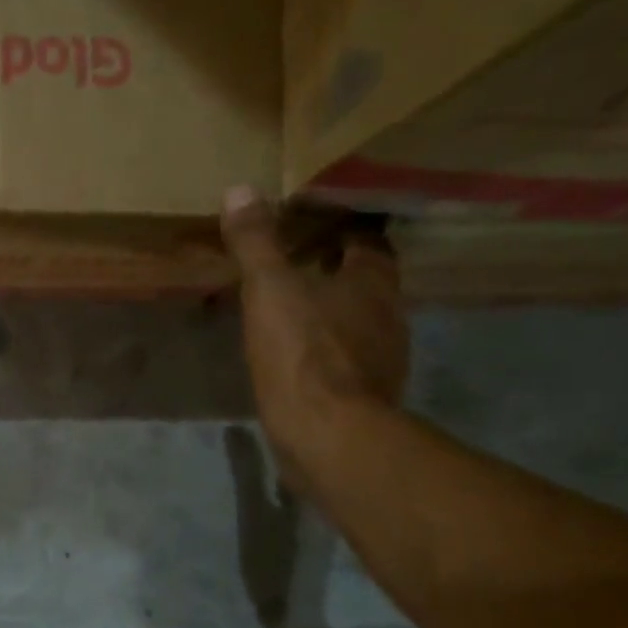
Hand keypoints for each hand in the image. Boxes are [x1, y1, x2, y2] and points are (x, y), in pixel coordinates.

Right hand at [221, 188, 407, 473]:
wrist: (329, 437)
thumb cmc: (303, 354)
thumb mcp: (270, 290)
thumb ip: (256, 243)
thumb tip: (240, 189)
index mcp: (373, 283)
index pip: (370, 241)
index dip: (347, 227)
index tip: (318, 219)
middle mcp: (388, 316)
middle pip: (368, 281)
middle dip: (339, 269)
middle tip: (299, 259)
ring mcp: (382, 360)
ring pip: (360, 322)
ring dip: (334, 312)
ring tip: (296, 306)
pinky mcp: (366, 396)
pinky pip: (347, 359)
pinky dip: (328, 350)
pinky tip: (300, 356)